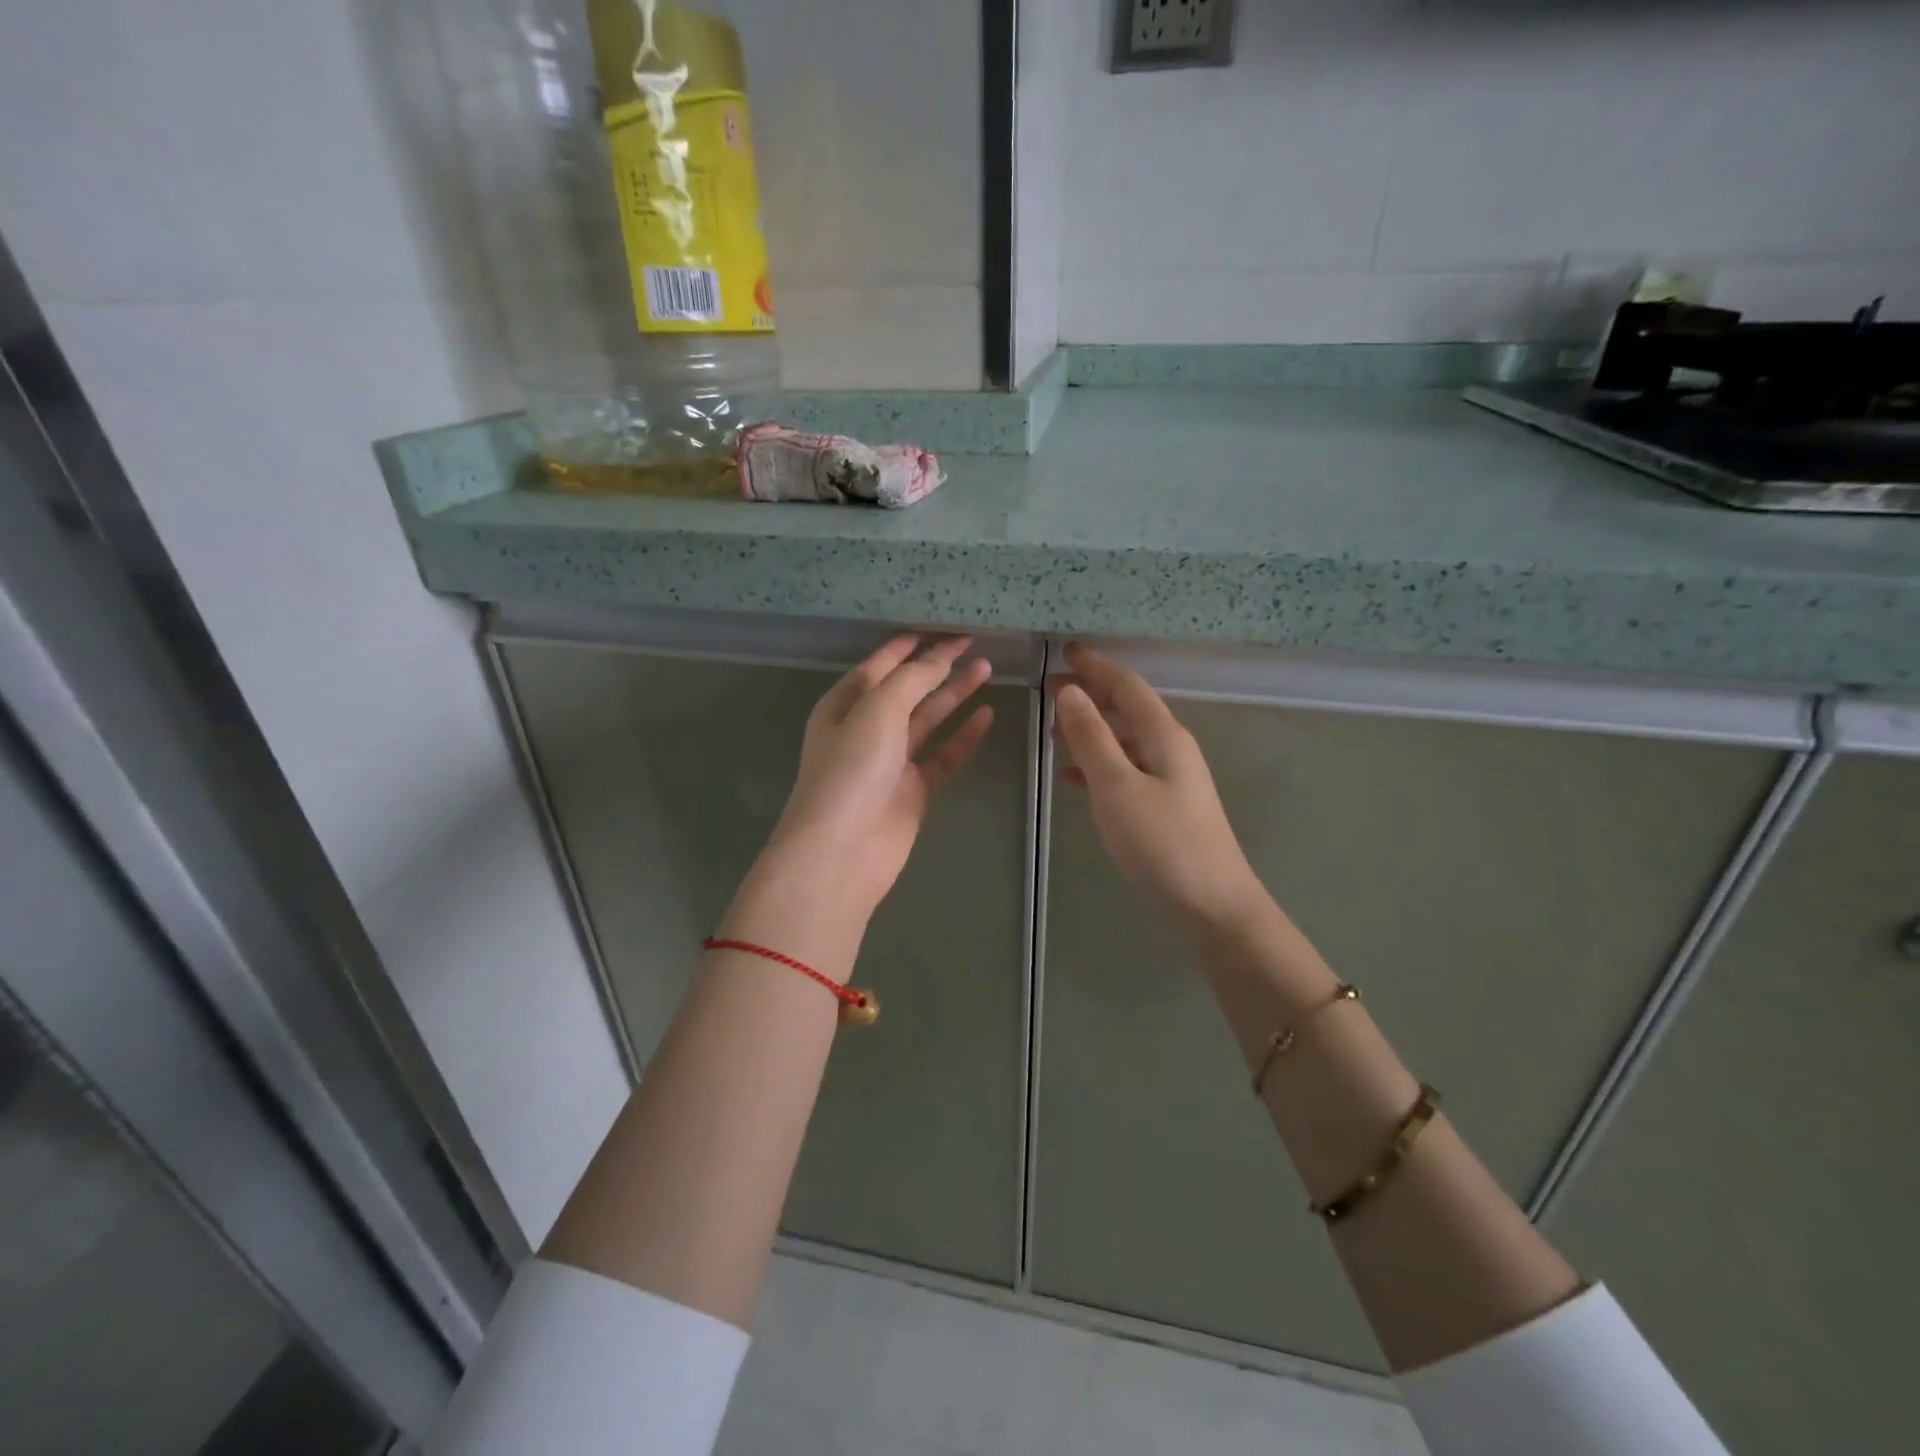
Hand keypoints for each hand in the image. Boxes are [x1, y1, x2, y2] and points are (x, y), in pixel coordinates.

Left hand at [763, 635, 993, 919]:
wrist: (843, 850)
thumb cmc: (852, 770)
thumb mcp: (878, 710)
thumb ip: (912, 680)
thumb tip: (939, 657)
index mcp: (845, 704)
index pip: (881, 664)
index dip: (911, 645)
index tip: (944, 628)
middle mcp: (865, 728)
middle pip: (907, 688)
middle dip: (938, 666)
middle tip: (974, 644)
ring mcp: (890, 761)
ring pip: (928, 719)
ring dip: (954, 695)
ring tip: (986, 669)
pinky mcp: (912, 789)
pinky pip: (942, 755)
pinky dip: (963, 736)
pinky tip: (986, 715)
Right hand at [1053, 642, 1262, 926]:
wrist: (1212, 906)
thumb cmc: (1161, 843)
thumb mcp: (1117, 786)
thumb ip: (1092, 737)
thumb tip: (1071, 692)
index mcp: (1163, 735)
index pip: (1127, 686)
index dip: (1096, 667)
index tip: (1065, 651)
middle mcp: (1171, 749)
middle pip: (1128, 709)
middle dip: (1090, 694)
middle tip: (1050, 687)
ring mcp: (1171, 779)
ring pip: (1125, 740)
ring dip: (1091, 729)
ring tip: (1054, 729)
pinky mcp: (1165, 807)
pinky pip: (1126, 770)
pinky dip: (1099, 764)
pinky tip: (1074, 776)